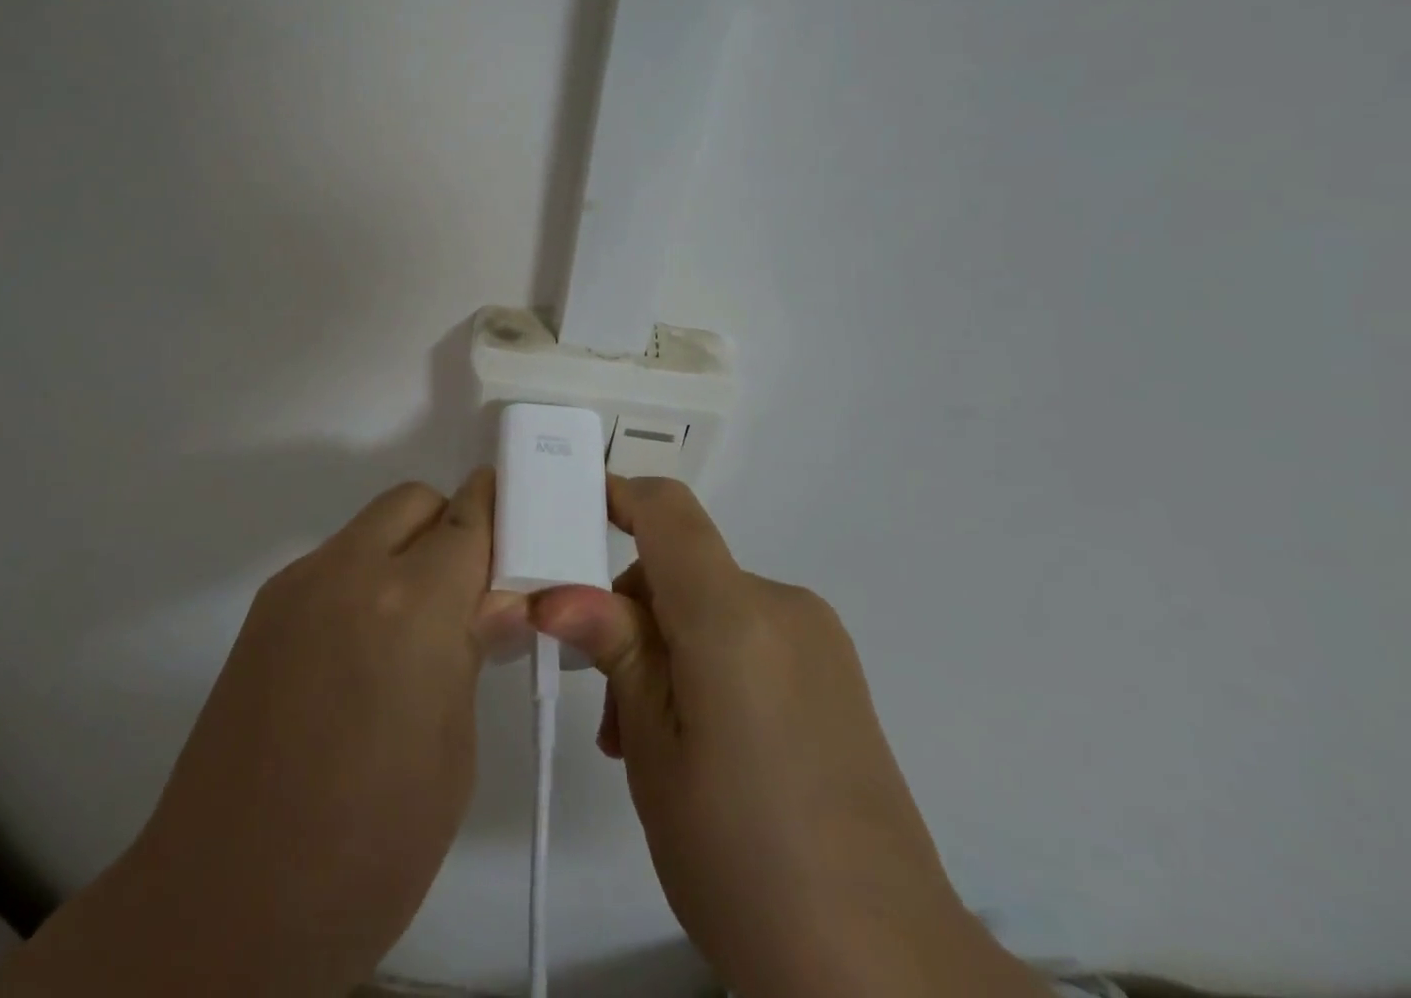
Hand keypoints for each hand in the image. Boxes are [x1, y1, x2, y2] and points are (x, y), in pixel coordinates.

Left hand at [0, 472, 503, 997]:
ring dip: (403, 552)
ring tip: (413, 630)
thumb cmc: (367, 847)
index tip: (518, 530)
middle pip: (412, 501)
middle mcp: (349, 572)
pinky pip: (332, 564)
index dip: (497, 513)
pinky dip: (362, 580)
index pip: (467, 520)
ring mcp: (297, 586)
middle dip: (448, 527)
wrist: (225, 902)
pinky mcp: (264, 610)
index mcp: (410, 606)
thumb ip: (471, 653)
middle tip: (466, 593)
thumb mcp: (451, 756)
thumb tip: (498, 600)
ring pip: (369, 528)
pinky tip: (360, 653)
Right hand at [532, 477, 1047, 997]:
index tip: (567, 512)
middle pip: (682, 566)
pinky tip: (698, 747)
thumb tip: (556, 593)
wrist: (887, 974)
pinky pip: (749, 639)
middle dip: (629, 612)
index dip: (617, 494)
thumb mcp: (656, 752)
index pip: (668, 511)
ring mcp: (818, 643)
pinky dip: (707, 665)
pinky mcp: (836, 679)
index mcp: (735, 614)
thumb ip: (615, 652)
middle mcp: (783, 607)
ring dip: (665, 649)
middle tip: (604, 705)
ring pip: (711, 609)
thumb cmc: (743, 857)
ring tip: (644, 744)